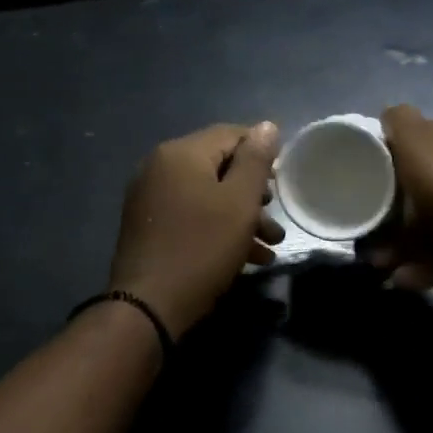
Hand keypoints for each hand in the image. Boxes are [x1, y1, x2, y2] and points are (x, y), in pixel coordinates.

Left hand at [107, 122, 283, 338]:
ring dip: (240, 215)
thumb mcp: (239, 202)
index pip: (230, 134)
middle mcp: (160, 166)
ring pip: (207, 195)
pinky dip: (217, 228)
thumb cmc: (202, 248)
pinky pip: (191, 214)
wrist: (148, 306)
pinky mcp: (148, 226)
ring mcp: (150, 197)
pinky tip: (247, 257)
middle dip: (253, 192)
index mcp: (181, 153)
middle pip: (218, 166)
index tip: (284, 180)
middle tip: (276, 216)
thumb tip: (267, 126)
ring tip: (270, 244)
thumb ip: (256, 160)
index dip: (262, 152)